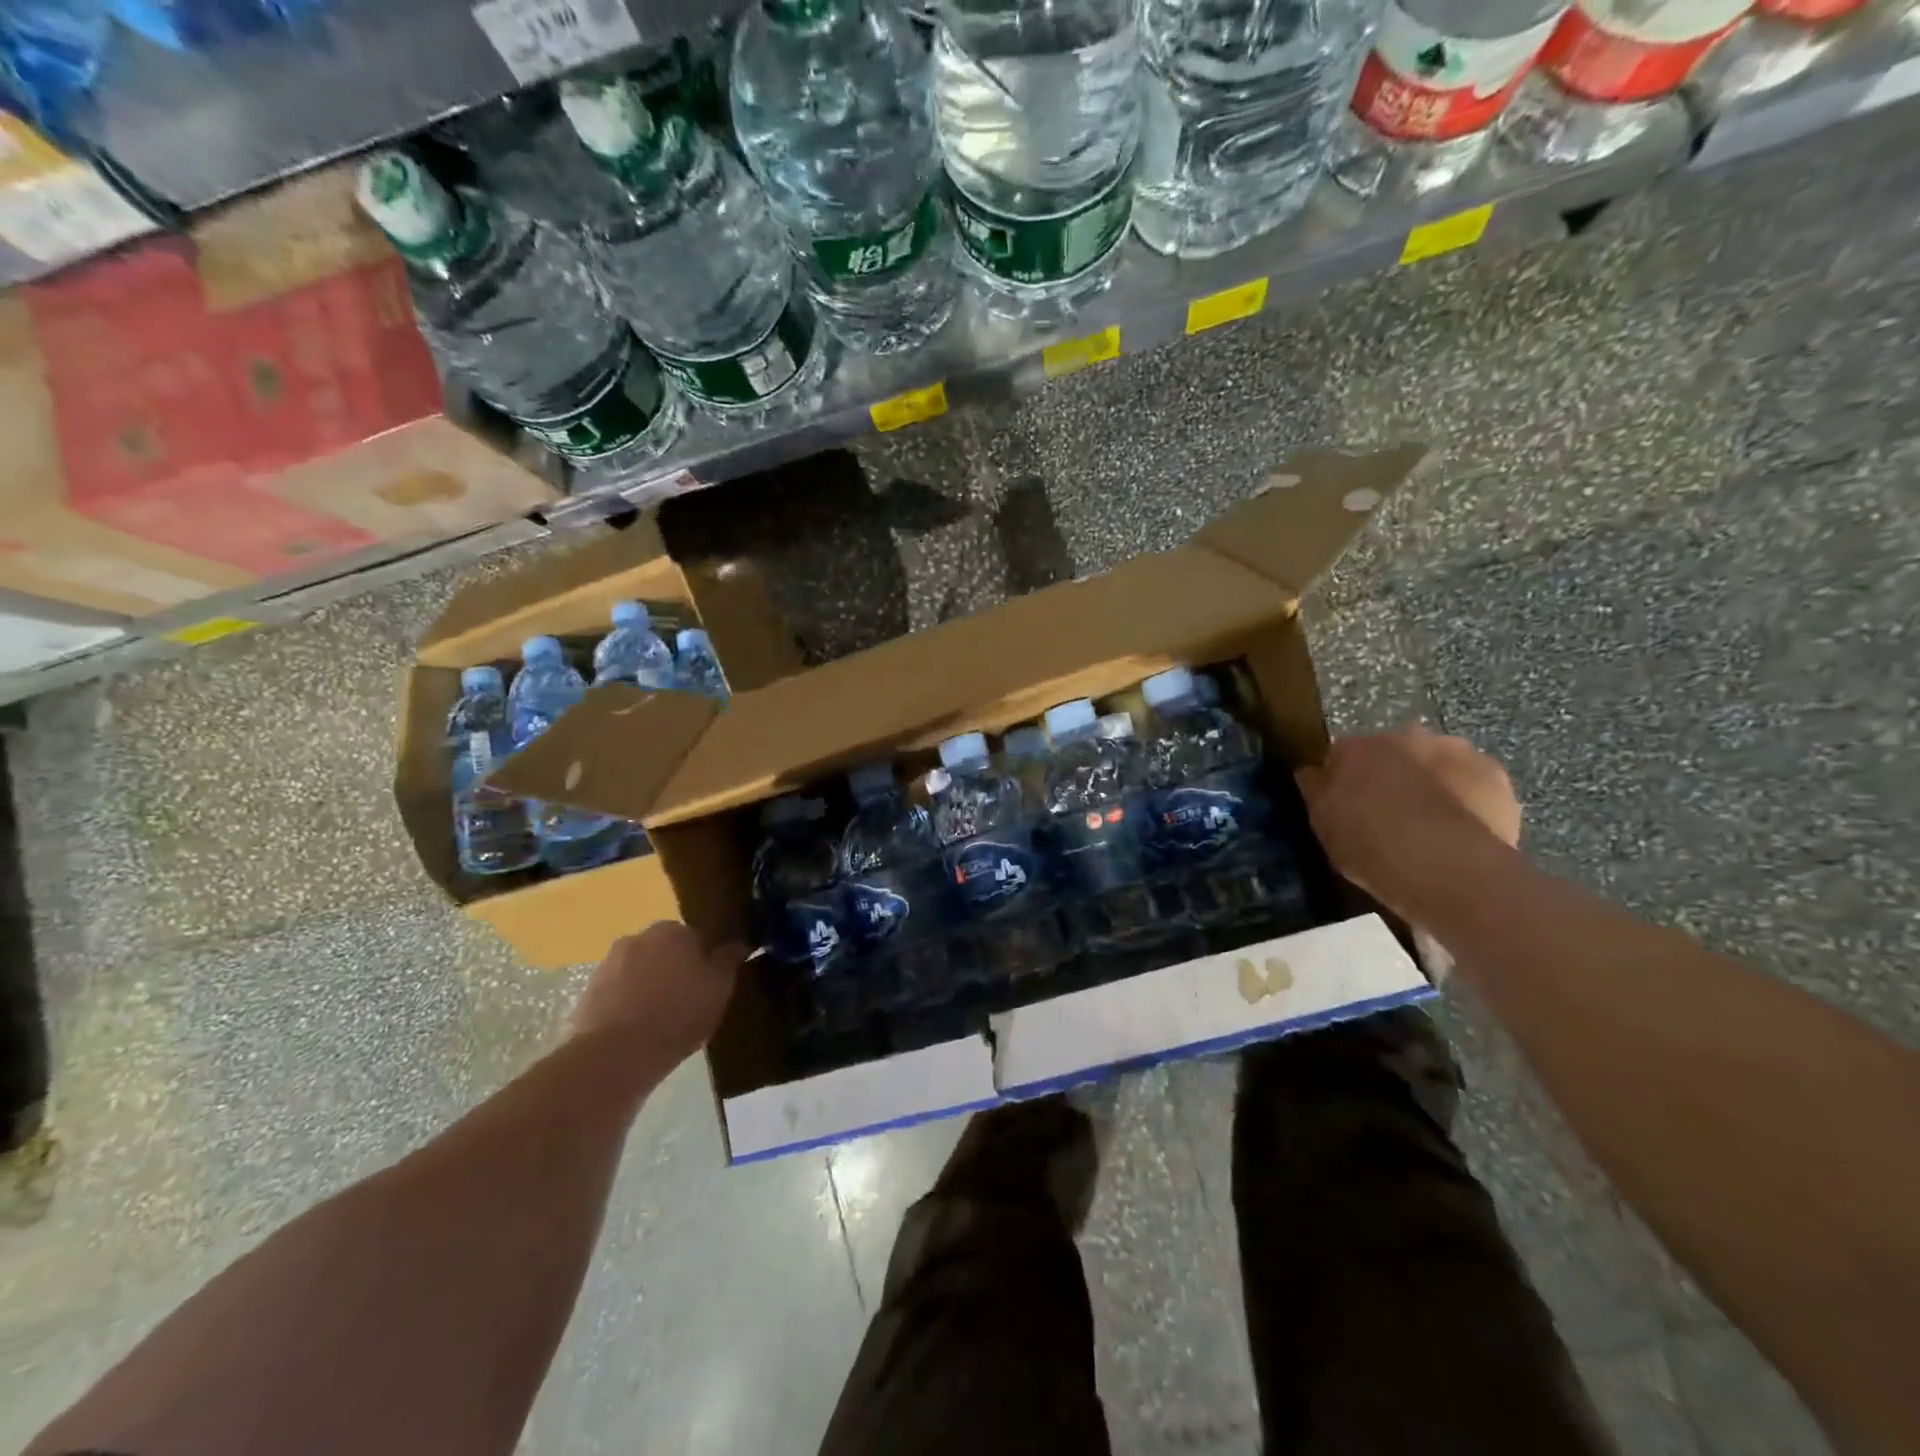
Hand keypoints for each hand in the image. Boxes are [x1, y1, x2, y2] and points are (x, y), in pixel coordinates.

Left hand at [567, 922, 747, 1068]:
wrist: (616, 1054)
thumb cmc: (678, 1014)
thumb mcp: (719, 988)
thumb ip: (729, 961)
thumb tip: (740, 943)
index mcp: (672, 930)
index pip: (694, 936)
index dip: (703, 960)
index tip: (707, 983)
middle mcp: (638, 937)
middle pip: (663, 950)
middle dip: (672, 969)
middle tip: (686, 1001)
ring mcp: (608, 964)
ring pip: (638, 970)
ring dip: (648, 986)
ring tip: (660, 1020)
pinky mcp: (587, 992)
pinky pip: (616, 993)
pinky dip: (626, 1004)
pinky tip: (636, 1030)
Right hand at [1296, 728, 1519, 916]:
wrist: (1446, 868)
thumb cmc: (1370, 845)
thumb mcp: (1323, 823)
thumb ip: (1317, 791)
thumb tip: (1312, 772)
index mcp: (1356, 747)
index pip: (1341, 754)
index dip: (1342, 779)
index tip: (1344, 805)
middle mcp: (1404, 736)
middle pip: (1393, 752)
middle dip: (1391, 774)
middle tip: (1388, 814)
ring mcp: (1454, 751)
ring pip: (1435, 763)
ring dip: (1431, 782)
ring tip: (1430, 826)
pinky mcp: (1495, 775)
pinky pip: (1473, 784)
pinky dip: (1467, 799)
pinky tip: (1462, 831)